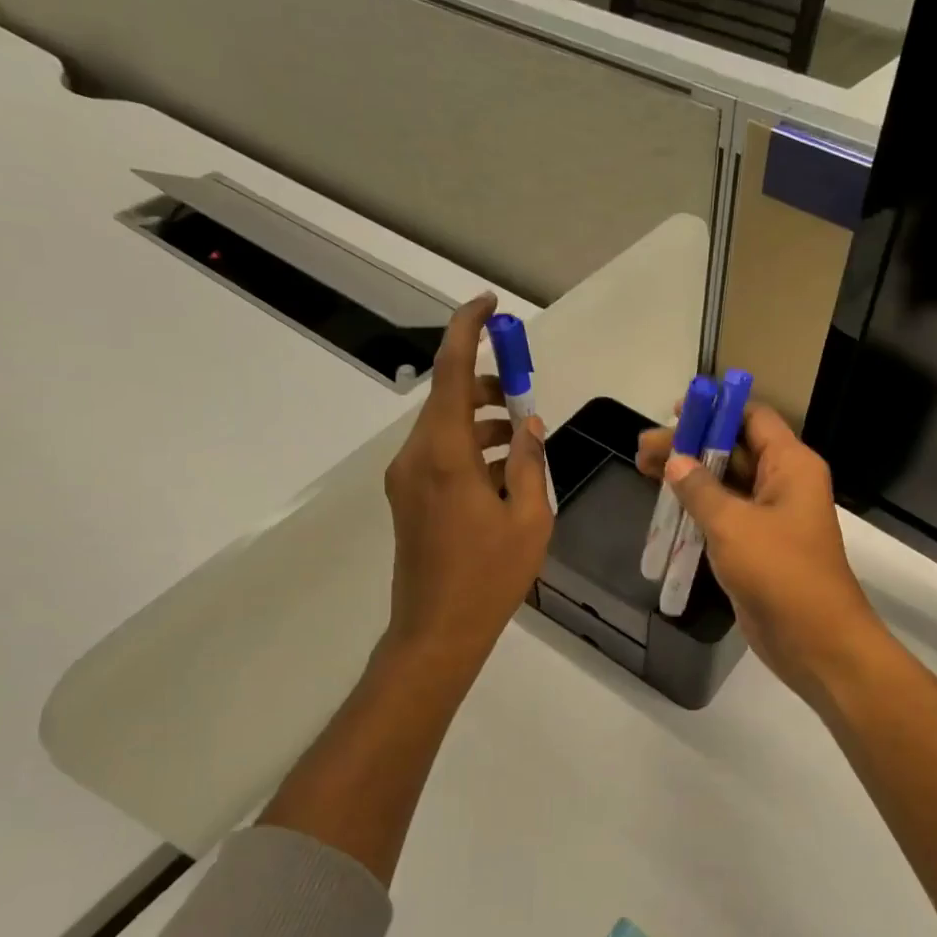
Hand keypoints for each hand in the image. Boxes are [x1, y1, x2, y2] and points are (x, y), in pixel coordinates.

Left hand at [383, 293, 552, 670]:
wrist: (437, 631)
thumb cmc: (491, 576)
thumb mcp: (529, 516)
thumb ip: (529, 460)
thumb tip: (528, 422)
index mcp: (447, 454)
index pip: (453, 372)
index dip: (468, 330)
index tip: (489, 305)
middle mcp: (417, 455)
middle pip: (448, 396)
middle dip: (487, 383)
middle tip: (525, 390)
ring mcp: (407, 477)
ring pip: (444, 425)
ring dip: (481, 418)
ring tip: (522, 436)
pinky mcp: (408, 496)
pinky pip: (439, 453)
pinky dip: (470, 446)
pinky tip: (502, 468)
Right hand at [637, 404, 884, 696]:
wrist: (814, 640)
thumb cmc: (780, 572)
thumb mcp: (733, 524)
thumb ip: (700, 489)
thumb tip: (675, 460)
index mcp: (791, 465)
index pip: (753, 418)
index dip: (715, 410)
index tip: (675, 412)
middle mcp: (784, 483)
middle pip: (733, 450)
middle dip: (690, 446)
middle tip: (642, 449)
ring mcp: (771, 517)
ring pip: (726, 484)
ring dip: (688, 477)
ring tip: (642, 469)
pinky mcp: (757, 547)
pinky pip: (725, 516)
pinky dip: (697, 508)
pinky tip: (664, 506)